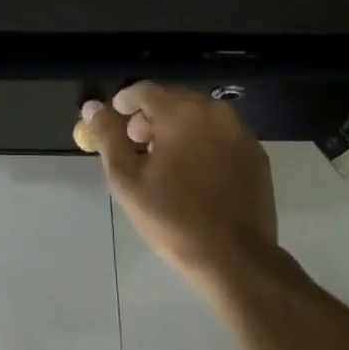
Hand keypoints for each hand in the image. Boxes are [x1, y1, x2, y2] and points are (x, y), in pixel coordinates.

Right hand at [82, 82, 281, 294]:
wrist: (235, 259)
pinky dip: (203, 143)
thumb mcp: (127, 178)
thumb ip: (107, 136)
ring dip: (178, 129)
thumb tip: (92, 107)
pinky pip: (221, 136)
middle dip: (151, 116)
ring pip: (199, 117)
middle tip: (136, 144)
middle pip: (174, 99)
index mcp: (182, 112)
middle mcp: (215, 112)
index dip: (124, 102)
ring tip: (164, 161)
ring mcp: (241, 133)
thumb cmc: (173, 217)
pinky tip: (195, 174)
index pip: (145, 90)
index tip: (114, 122)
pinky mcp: (257, 155)